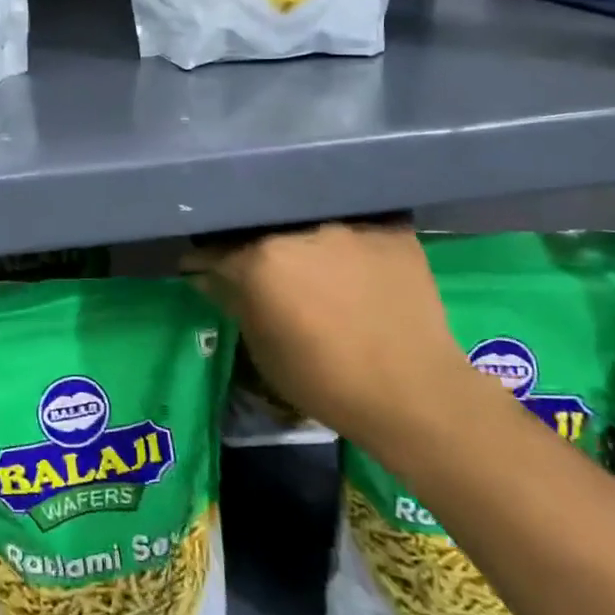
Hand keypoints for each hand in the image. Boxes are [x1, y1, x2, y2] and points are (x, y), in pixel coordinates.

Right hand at [184, 221, 487, 460]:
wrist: (414, 393)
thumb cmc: (325, 380)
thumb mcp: (264, 349)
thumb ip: (233, 302)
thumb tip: (202, 275)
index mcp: (260, 259)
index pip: (217, 250)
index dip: (204, 260)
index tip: (199, 268)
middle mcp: (300, 230)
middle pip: (264, 229)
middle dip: (253, 244)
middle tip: (261, 267)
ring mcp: (348, 224)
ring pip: (310, 221)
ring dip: (302, 238)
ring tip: (311, 259)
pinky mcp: (389, 228)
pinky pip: (356, 222)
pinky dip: (347, 237)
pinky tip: (351, 255)